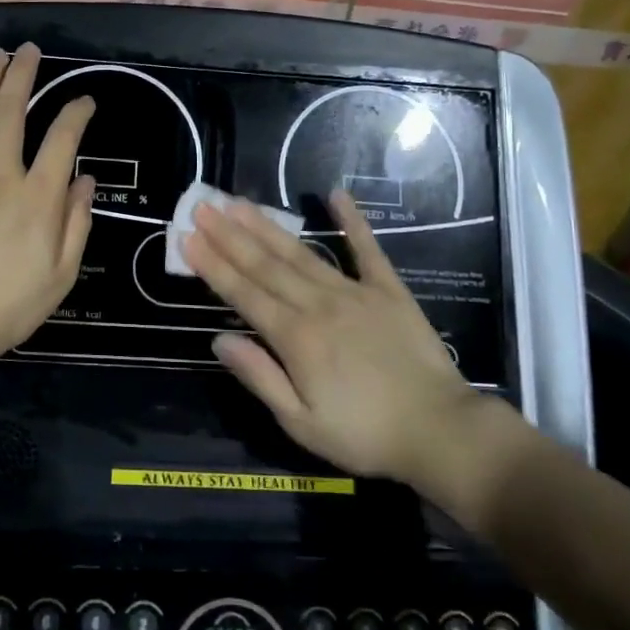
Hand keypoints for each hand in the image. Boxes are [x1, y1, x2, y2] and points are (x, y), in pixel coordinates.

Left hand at [0, 44, 95, 362]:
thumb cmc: (10, 306)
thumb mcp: (62, 273)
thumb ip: (77, 222)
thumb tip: (84, 180)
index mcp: (37, 196)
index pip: (63, 139)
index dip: (77, 113)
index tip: (84, 101)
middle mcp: (0, 175)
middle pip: (12, 112)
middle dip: (22, 74)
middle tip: (28, 50)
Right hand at [183, 190, 509, 516]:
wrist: (440, 431)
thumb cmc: (365, 434)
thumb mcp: (302, 423)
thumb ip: (260, 377)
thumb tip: (219, 339)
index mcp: (295, 338)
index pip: (244, 294)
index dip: (213, 265)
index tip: (188, 237)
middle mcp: (318, 305)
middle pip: (266, 265)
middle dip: (230, 235)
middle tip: (203, 206)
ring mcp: (354, 292)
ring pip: (301, 253)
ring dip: (267, 226)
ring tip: (240, 202)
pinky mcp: (388, 290)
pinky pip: (367, 249)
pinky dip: (352, 221)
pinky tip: (335, 194)